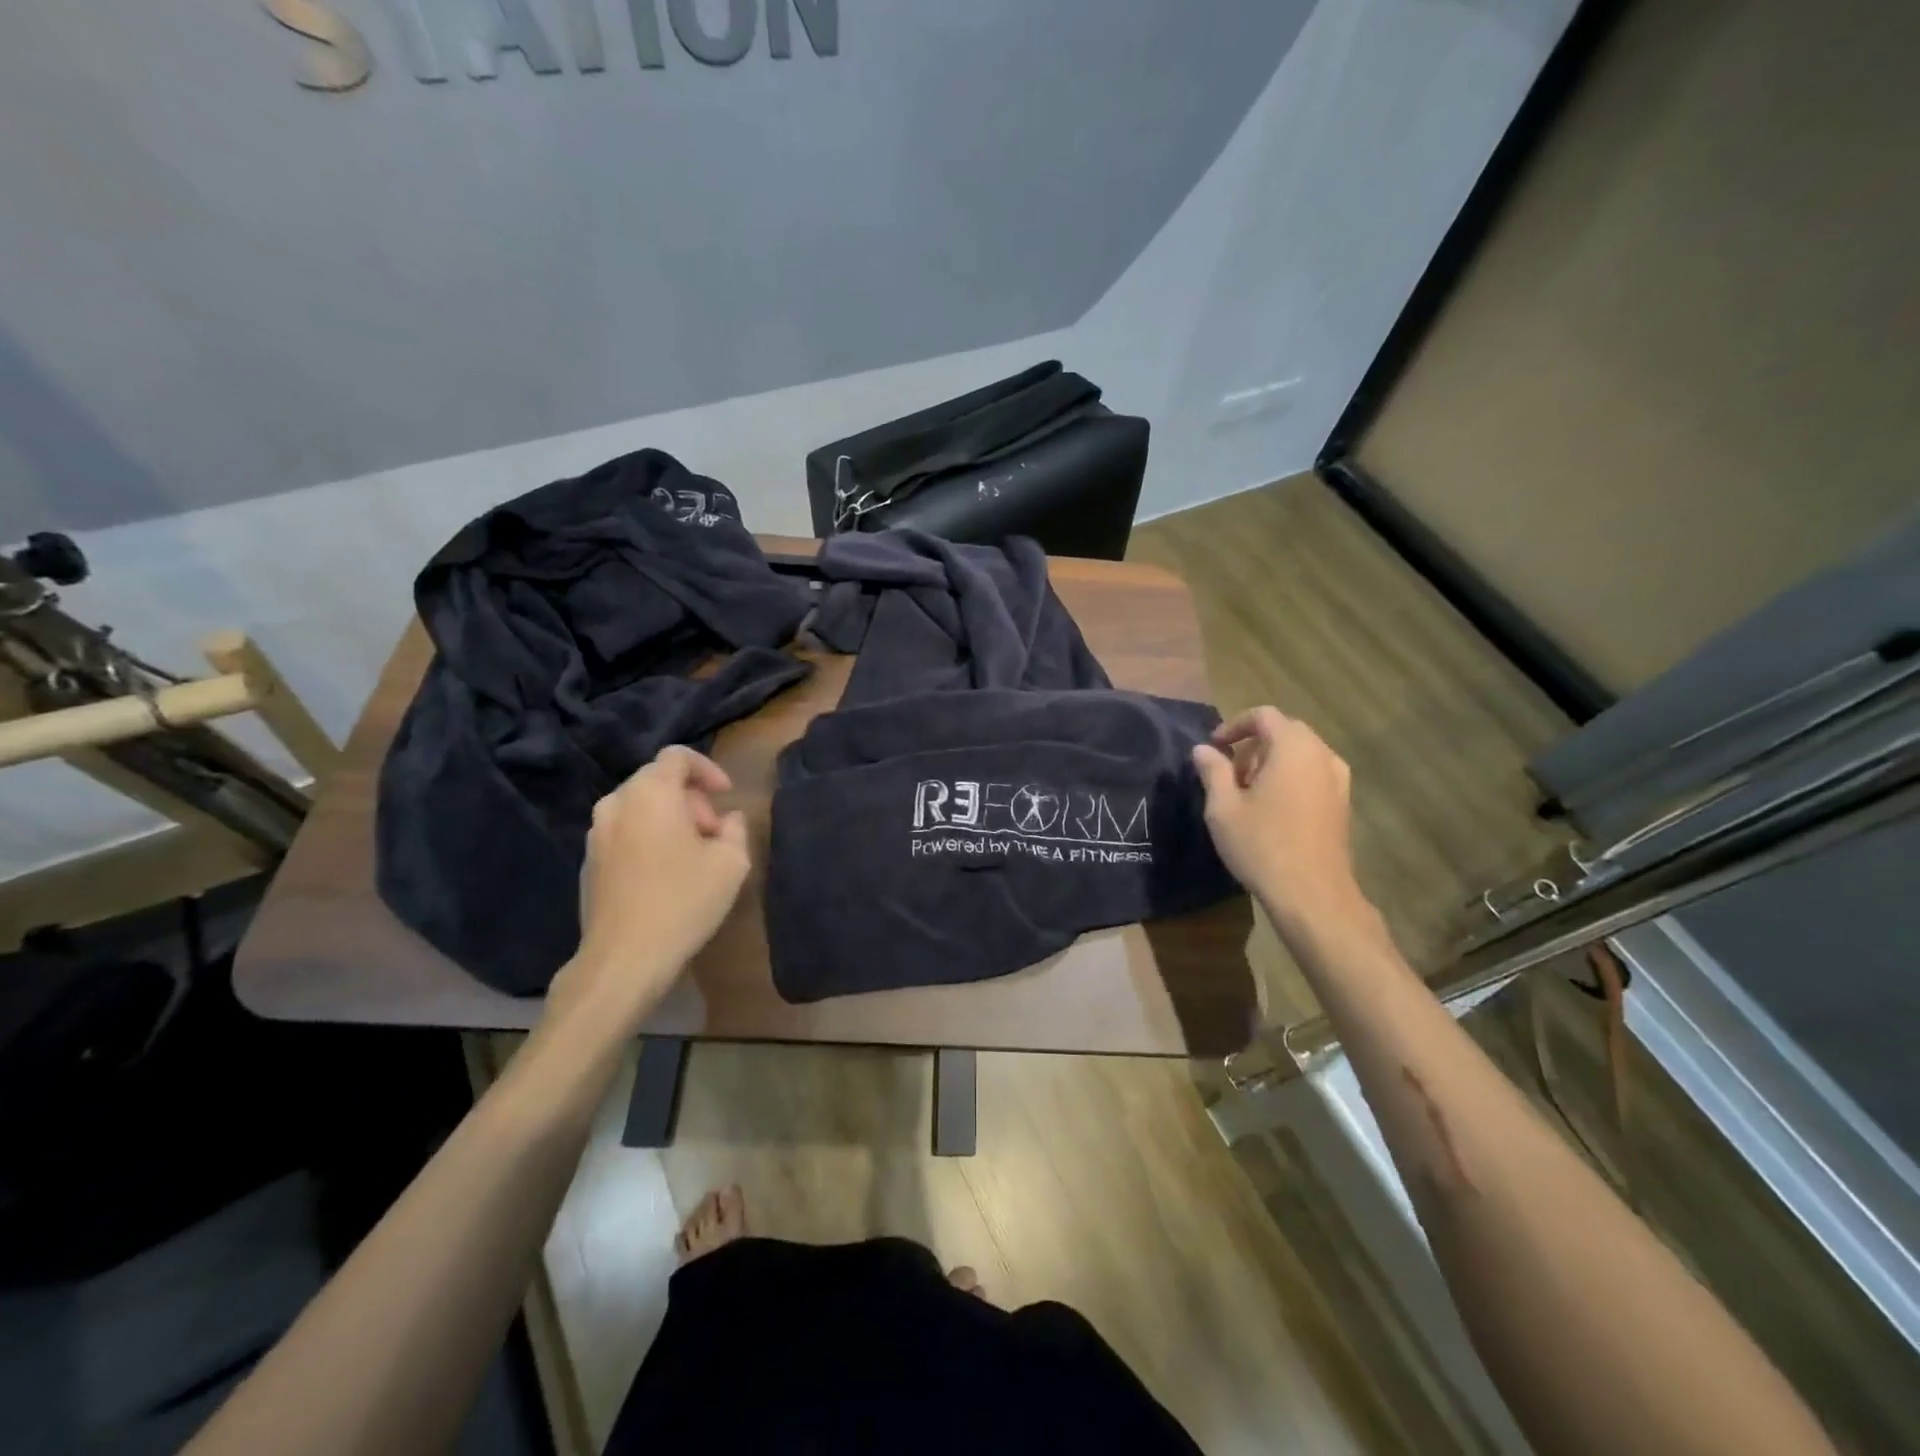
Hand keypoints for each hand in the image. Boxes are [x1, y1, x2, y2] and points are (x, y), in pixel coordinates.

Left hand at [545, 746, 749, 1037]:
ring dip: (669, 820)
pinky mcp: (588, 862)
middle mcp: (616, 804)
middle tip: (713, 833)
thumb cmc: (684, 901)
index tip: (726, 795)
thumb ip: (735, 829)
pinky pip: (625, 833)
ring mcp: (596, 834)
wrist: (624, 958)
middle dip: (691, 799)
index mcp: (651, 793)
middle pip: (658, 781)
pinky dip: (648, 839)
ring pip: (640, 808)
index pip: (677, 756)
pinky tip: (665, 876)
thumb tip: (726, 821)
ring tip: (692, 855)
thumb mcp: (732, 862)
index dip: (708, 768)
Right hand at [1192, 707, 1364, 930]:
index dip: (1234, 725)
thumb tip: (1203, 749)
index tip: (1214, 748)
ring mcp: (1338, 780)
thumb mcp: (1223, 807)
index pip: (1264, 716)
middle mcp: (1322, 755)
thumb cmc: (1262, 844)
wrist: (1312, 894)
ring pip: (1301, 754)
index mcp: (1293, 747)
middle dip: (1253, 746)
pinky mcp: (1343, 804)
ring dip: (1272, 763)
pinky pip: (1313, 774)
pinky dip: (1291, 778)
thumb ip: (1213, 770)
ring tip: (1249, 794)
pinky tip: (1273, 810)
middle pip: (1285, 732)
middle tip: (1230, 774)